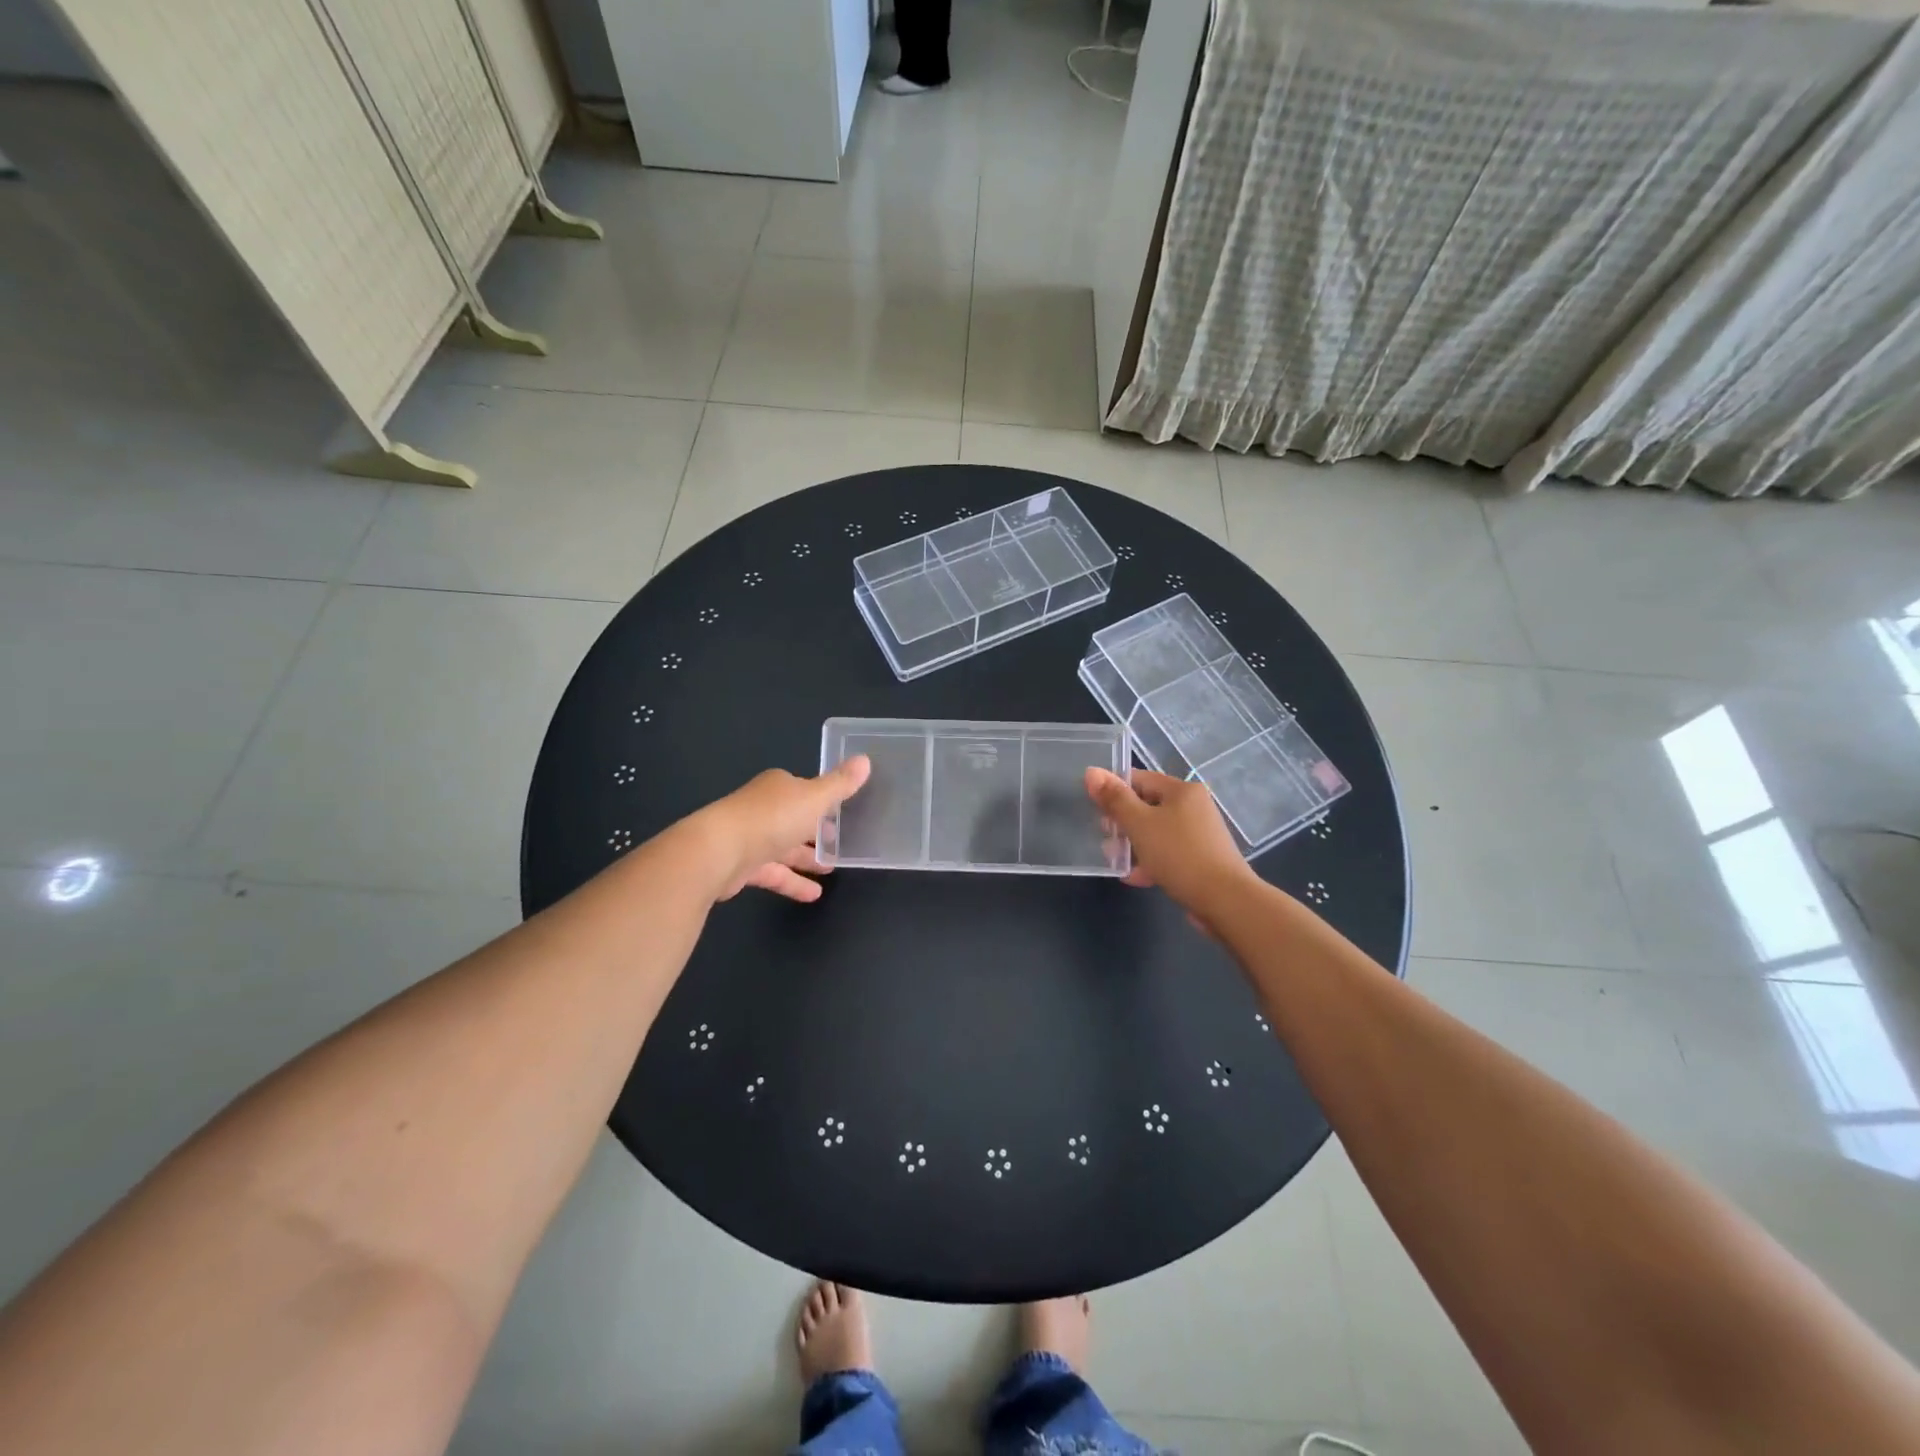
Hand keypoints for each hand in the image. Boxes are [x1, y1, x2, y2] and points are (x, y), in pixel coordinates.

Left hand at [698, 756, 871, 902]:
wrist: (718, 852)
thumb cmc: (771, 819)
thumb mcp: (815, 798)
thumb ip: (840, 784)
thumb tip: (865, 760)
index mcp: (778, 788)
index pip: (805, 790)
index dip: (823, 801)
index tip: (843, 812)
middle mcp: (763, 809)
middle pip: (794, 819)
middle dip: (816, 831)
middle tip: (841, 843)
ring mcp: (750, 838)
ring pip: (784, 848)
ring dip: (806, 859)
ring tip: (831, 870)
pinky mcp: (742, 867)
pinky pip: (774, 873)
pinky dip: (793, 882)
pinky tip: (813, 895)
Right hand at [1085, 767, 1256, 921]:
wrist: (1225, 900)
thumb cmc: (1179, 854)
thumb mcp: (1139, 824)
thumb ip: (1114, 798)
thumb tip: (1091, 771)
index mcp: (1182, 790)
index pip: (1139, 779)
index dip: (1114, 791)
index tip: (1095, 810)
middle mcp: (1194, 806)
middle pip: (1147, 806)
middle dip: (1122, 822)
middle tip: (1105, 838)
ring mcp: (1199, 834)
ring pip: (1156, 832)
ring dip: (1133, 844)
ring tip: (1115, 860)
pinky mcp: (1201, 859)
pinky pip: (1168, 852)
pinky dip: (1151, 860)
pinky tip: (1135, 877)